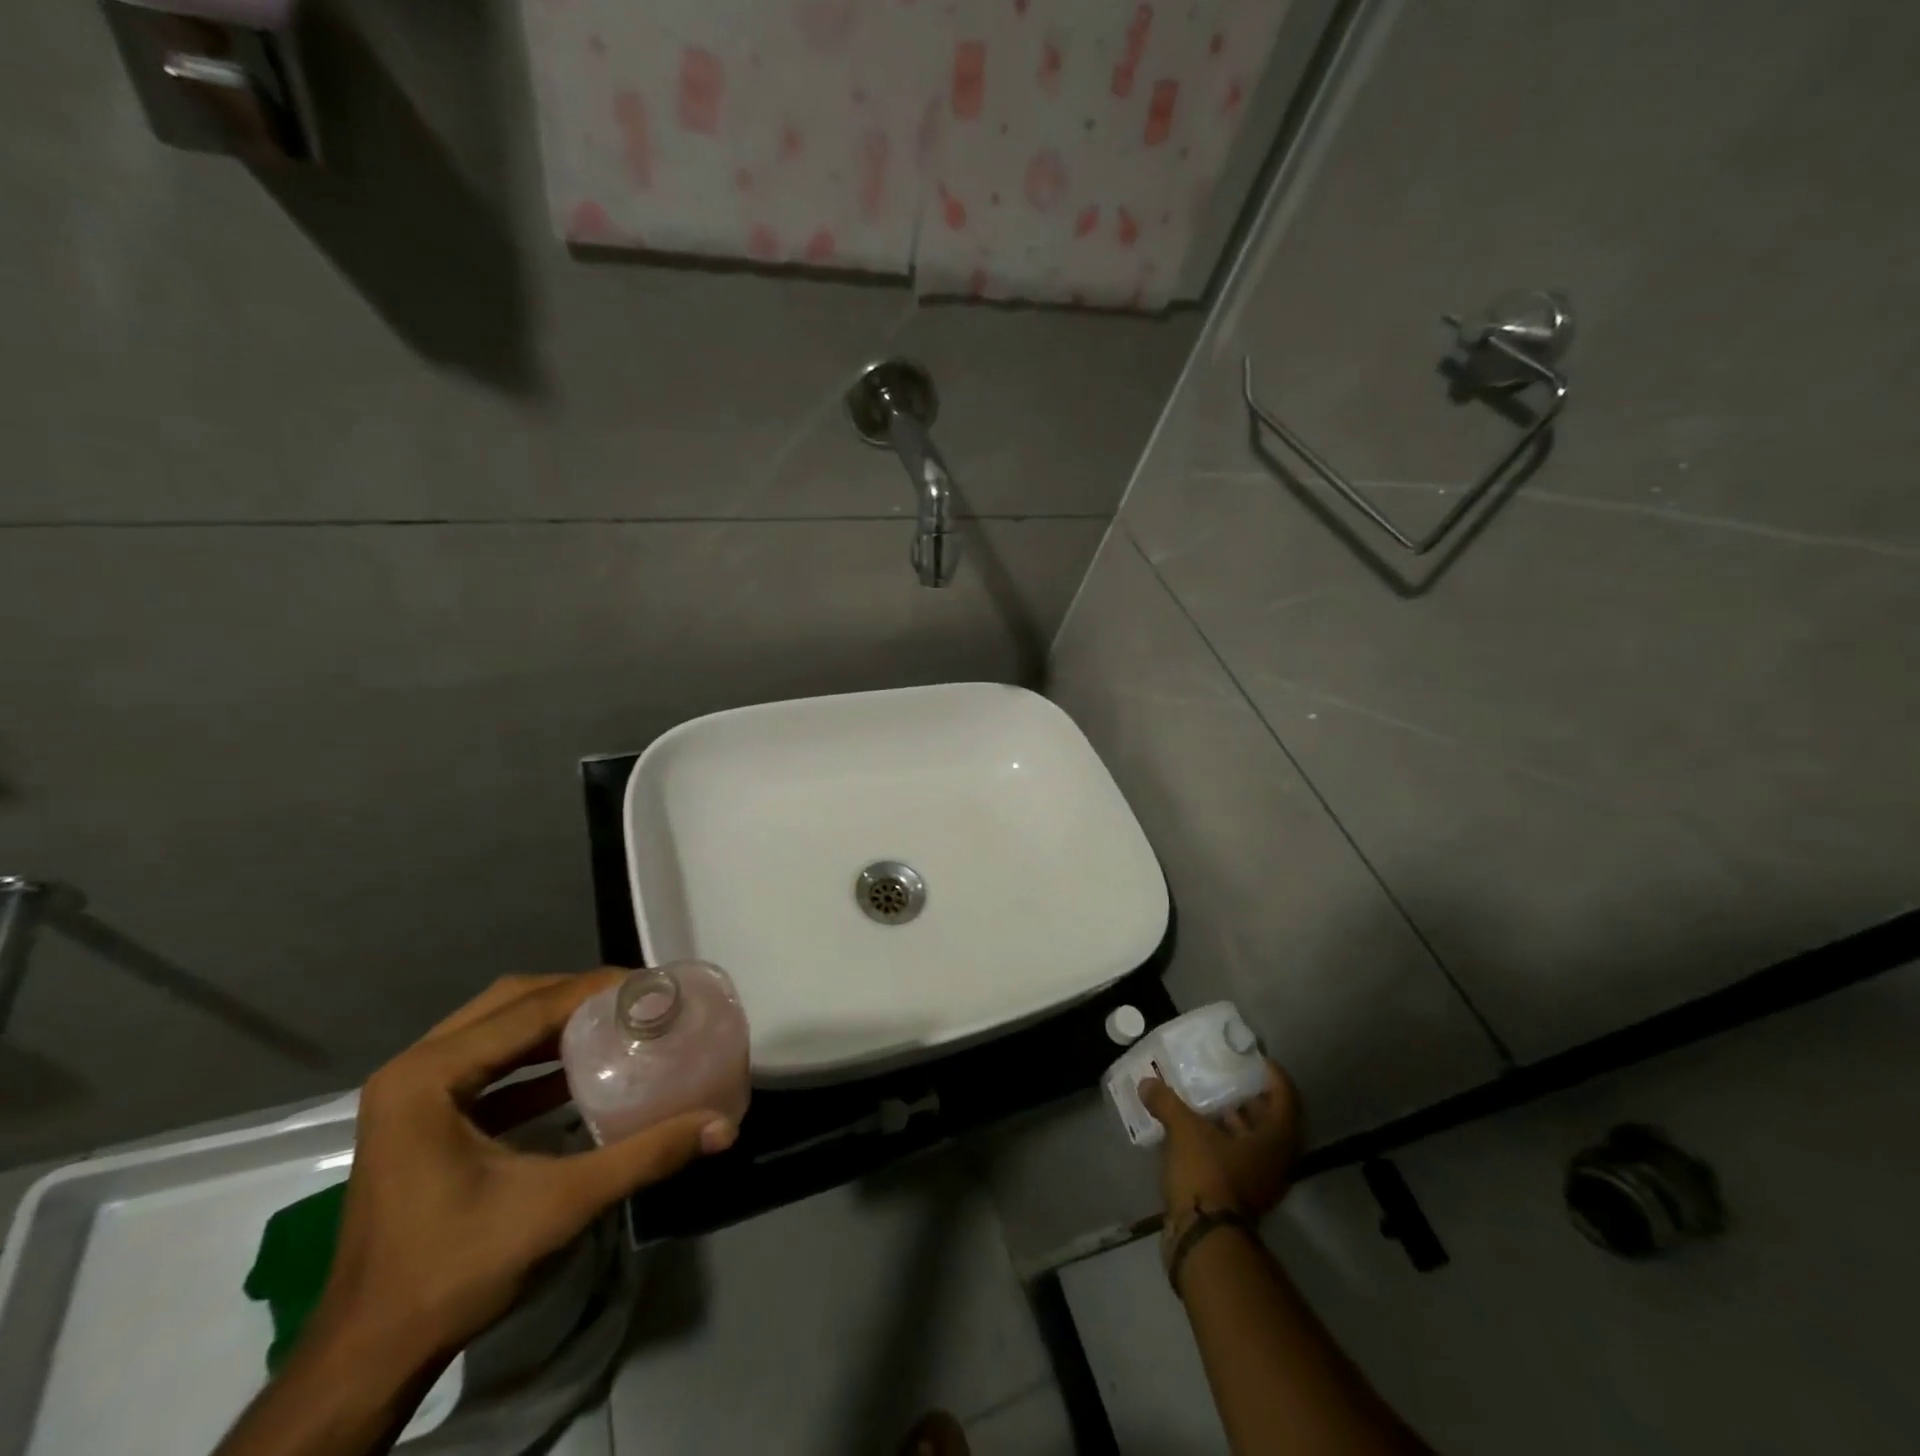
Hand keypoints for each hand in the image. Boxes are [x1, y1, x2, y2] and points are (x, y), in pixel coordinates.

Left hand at [311, 971, 735, 1367]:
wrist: (370, 1356)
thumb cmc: (456, 1269)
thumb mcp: (560, 1205)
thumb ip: (645, 1156)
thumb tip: (722, 1127)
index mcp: (429, 1076)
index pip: (528, 1008)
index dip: (595, 989)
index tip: (651, 986)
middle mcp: (414, 1069)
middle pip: (510, 1003)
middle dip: (576, 996)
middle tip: (635, 1001)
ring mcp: (412, 1095)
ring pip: (496, 1029)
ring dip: (556, 1023)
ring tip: (616, 1022)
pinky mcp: (420, 1120)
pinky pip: (487, 1064)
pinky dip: (534, 1059)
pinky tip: (578, 1071)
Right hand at [1140, 1060, 1300, 1222]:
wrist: (1203, 1238)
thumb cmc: (1207, 1173)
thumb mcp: (1184, 1129)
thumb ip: (1167, 1102)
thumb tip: (1147, 1083)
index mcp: (1275, 1140)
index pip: (1285, 1098)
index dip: (1272, 1076)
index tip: (1253, 1059)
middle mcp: (1275, 1161)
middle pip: (1270, 1120)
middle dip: (1249, 1097)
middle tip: (1227, 1075)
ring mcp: (1259, 1182)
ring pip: (1252, 1142)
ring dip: (1233, 1121)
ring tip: (1206, 1099)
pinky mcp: (1239, 1197)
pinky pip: (1236, 1158)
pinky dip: (1220, 1141)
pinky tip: (1194, 1130)